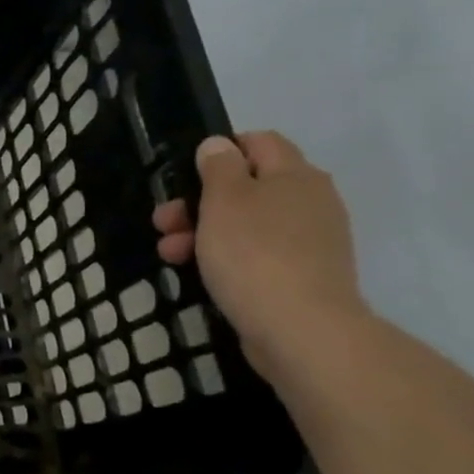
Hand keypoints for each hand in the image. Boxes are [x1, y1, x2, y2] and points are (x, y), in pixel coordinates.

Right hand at [152, 132, 366, 379]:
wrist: (301, 330)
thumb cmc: (254, 254)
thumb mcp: (224, 200)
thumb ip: (218, 167)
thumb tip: (220, 145)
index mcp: (295, 175)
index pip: (259, 142)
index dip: (220, 152)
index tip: (185, 176)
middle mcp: (309, 202)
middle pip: (246, 187)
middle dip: (197, 202)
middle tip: (164, 223)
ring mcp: (309, 242)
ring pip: (245, 224)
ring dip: (202, 233)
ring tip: (170, 255)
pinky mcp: (301, 277)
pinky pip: (256, 256)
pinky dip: (225, 259)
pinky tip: (200, 275)